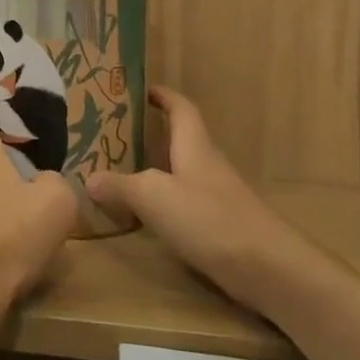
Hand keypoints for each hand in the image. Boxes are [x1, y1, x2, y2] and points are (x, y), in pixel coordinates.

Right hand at [85, 87, 296, 304]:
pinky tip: (145, 215)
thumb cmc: (210, 219)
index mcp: (195, 146)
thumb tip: (89, 179)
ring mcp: (218, 197)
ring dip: (155, 169)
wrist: (270, 271)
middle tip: (114, 134)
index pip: (181, 108)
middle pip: (180, 139)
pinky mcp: (222, 227)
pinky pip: (186, 202)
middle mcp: (208, 165)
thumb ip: (120, 185)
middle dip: (151, 134)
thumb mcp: (154, 197)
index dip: (163, 96)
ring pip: (181, 172)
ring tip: (121, 171)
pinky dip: (165, 202)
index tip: (140, 89)